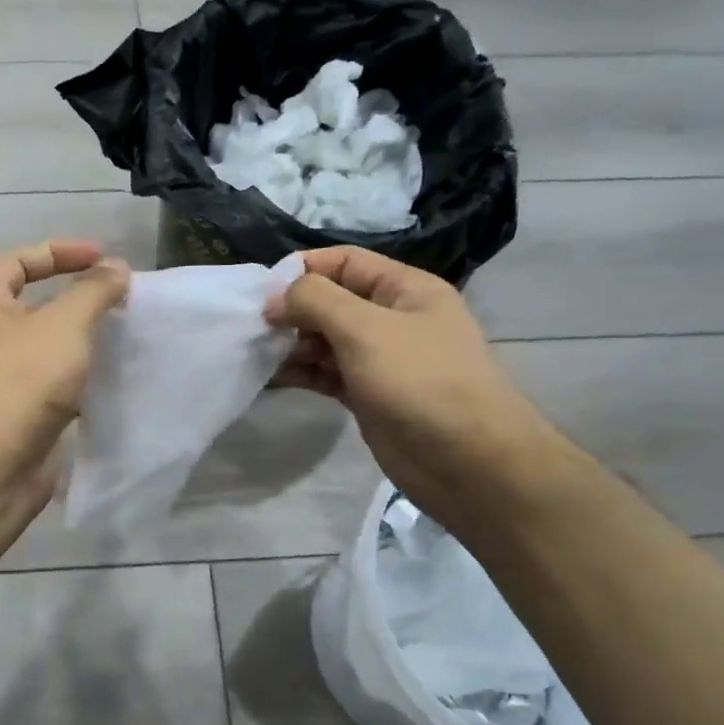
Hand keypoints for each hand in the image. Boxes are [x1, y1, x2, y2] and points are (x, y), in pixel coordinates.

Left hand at [0, 240, 129, 507]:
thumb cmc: (19, 381)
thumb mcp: (63, 324)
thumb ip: (94, 291)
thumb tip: (116, 268)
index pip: (17, 261)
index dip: (59, 252)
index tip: (103, 259)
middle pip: (34, 307)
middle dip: (77, 301)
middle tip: (121, 302)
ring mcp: (3, 382)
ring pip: (48, 352)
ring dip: (83, 345)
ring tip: (126, 339)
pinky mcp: (22, 419)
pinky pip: (56, 390)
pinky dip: (83, 384)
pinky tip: (115, 383)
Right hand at [265, 246, 557, 522]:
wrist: (468, 463)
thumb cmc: (420, 382)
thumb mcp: (365, 329)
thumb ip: (316, 301)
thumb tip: (275, 297)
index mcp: (405, 289)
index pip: (345, 262)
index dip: (303, 269)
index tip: (262, 291)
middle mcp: (393, 318)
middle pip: (332, 300)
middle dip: (293, 309)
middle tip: (255, 327)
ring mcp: (381, 359)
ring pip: (326, 339)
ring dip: (293, 343)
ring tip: (258, 352)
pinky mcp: (368, 395)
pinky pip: (327, 373)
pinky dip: (302, 372)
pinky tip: (273, 376)